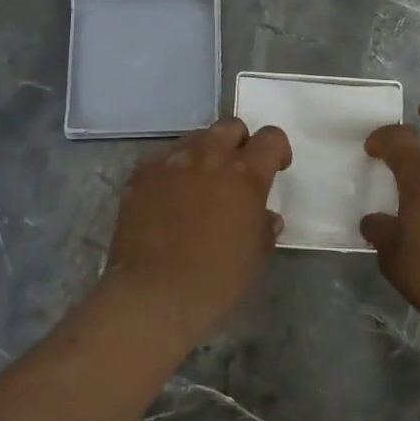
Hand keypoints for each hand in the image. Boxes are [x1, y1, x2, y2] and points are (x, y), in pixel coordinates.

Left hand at [104, 117, 291, 336]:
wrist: (154, 293)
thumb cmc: (217, 280)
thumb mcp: (257, 256)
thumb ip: (264, 226)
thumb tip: (264, 215)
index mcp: (246, 173)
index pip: (271, 138)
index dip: (277, 150)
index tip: (276, 169)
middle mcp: (210, 156)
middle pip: (231, 126)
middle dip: (239, 143)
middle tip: (236, 172)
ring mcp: (172, 161)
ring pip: (195, 138)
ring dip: (205, 154)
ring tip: (200, 184)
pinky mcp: (142, 173)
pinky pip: (164, 158)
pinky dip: (173, 170)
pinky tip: (169, 198)